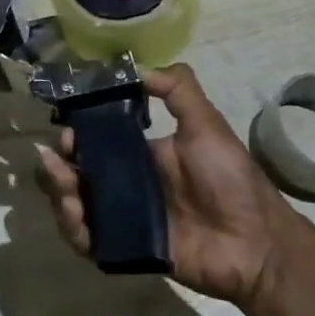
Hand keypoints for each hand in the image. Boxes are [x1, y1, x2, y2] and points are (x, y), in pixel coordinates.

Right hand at [36, 63, 301, 315]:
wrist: (257, 243)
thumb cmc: (231, 180)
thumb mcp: (206, 124)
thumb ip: (178, 89)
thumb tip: (137, 66)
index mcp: (138, 154)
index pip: (92, 141)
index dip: (74, 136)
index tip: (67, 132)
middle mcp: (124, 184)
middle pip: (75, 172)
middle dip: (57, 166)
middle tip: (57, 162)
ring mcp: (123, 217)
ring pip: (74, 203)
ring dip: (59, 194)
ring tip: (66, 191)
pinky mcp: (125, 248)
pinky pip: (88, 240)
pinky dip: (73, 229)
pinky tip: (75, 217)